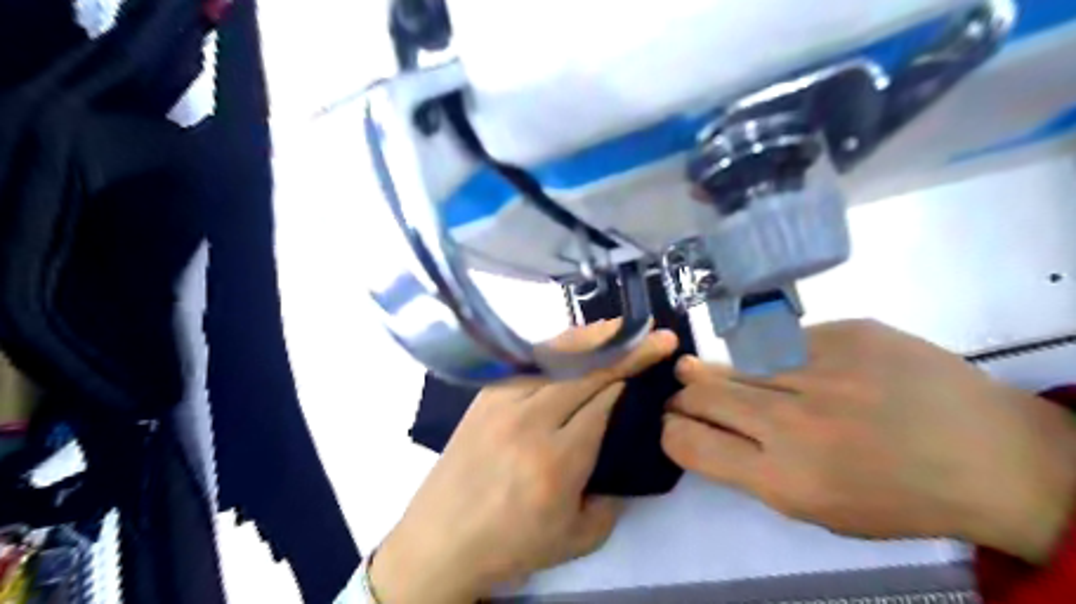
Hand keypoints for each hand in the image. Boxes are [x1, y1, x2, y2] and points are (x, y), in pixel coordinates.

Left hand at [370, 320, 670, 598]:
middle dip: (627, 349)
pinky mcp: (486, 396)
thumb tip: (626, 456)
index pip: (604, 402)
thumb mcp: (577, 538)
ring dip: (593, 339)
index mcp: (557, 461)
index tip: (657, 359)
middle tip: (656, 336)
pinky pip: (529, 362)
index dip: (632, 376)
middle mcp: (530, 422)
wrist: (440, 540)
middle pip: (586, 372)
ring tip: (620, 326)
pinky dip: (557, 347)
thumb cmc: (510, 544)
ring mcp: (503, 402)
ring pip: (556, 358)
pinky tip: (574, 342)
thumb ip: (613, 500)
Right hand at [660, 318, 1075, 562]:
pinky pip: (783, 341)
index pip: (688, 440)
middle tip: (685, 391)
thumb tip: (704, 427)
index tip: (673, 422)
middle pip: (700, 392)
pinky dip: (772, 354)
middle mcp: (792, 422)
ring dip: (715, 369)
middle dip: (683, 394)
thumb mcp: (815, 509)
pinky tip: (789, 364)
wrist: (993, 457)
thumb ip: (750, 468)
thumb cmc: (897, 496)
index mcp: (783, 478)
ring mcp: (820, 369)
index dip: (670, 428)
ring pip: (735, 360)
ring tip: (709, 370)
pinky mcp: (846, 332)